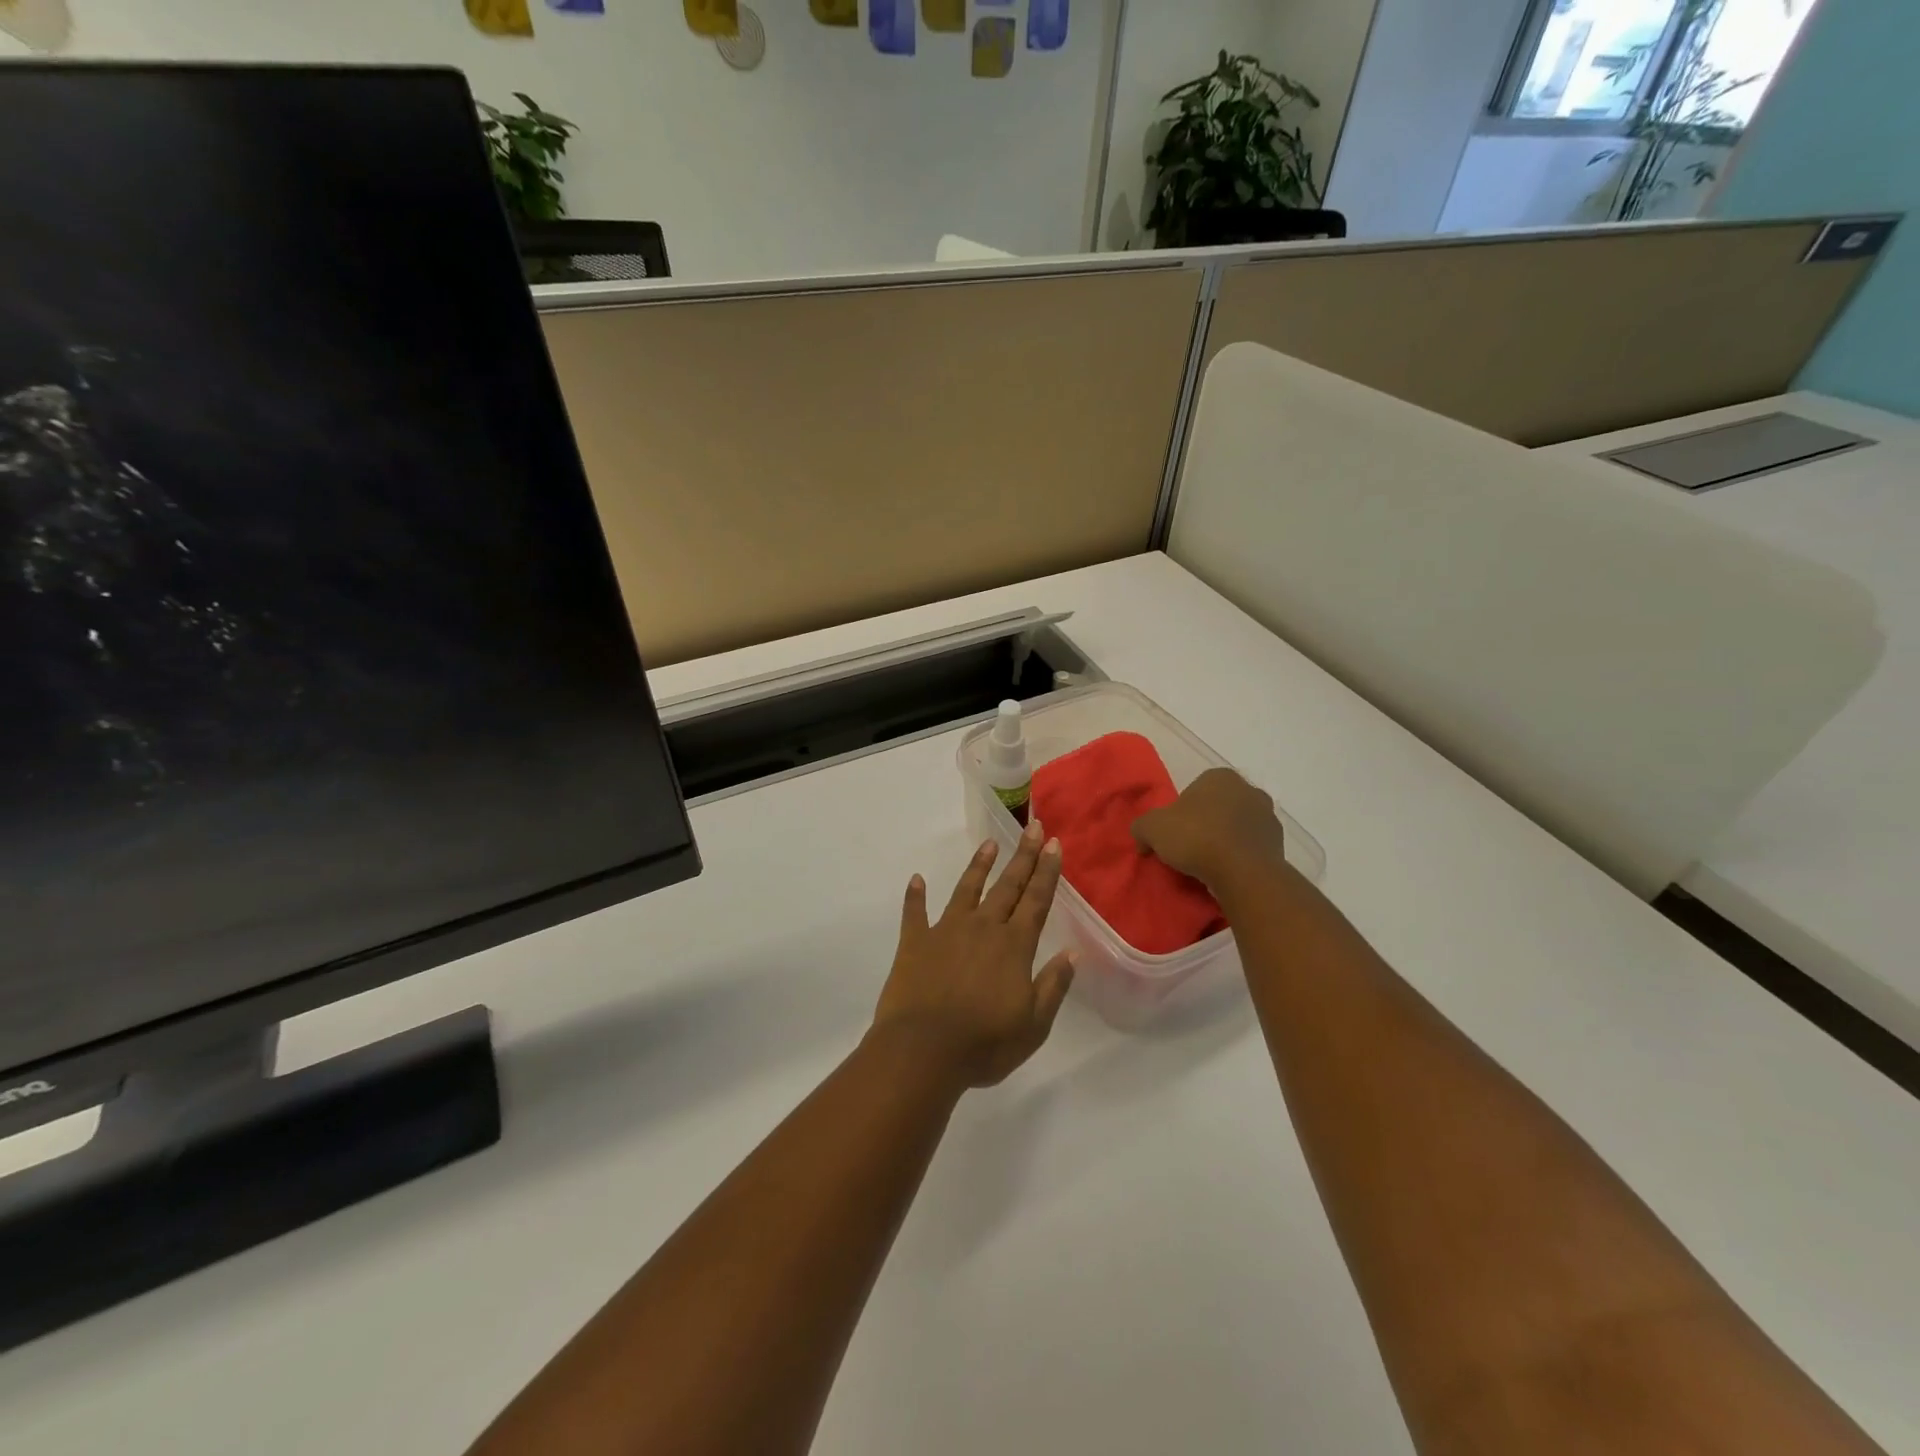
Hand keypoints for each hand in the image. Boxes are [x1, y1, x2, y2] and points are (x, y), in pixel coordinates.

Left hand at [874, 818, 1076, 1089]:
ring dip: (978, 866)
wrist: (923, 1051)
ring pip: (967, 890)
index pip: (1036, 901)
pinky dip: (915, 896)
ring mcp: (946, 931)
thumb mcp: (1033, 1024)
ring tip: (989, 843)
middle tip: (1033, 827)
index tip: (1054, 844)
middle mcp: (983, 928)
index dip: (1047, 871)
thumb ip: (1053, 985)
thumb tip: (1072, 952)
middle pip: (1007, 886)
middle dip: (1023, 856)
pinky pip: (915, 913)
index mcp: (1013, 946)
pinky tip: (916, 879)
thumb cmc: (984, 1043)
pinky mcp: (915, 943)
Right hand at [1132, 769, 1287, 891]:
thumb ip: (1142, 828)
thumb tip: (1143, 841)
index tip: (1173, 833)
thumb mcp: (1151, 828)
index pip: (1194, 790)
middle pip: (1218, 807)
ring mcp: (1268, 817)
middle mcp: (1249, 790)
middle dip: (1205, 823)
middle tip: (1188, 847)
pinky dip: (1240, 856)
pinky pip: (1251, 848)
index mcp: (1220, 777)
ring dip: (1224, 839)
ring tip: (1207, 864)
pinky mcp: (1279, 844)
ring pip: (1237, 827)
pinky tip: (1226, 872)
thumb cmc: (1196, 837)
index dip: (1180, 812)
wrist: (1242, 871)